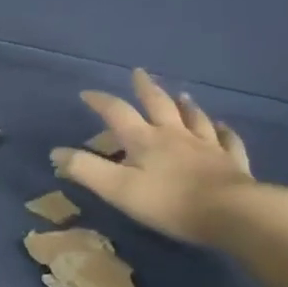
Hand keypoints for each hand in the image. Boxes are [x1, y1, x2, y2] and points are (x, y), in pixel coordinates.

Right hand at [51, 69, 254, 245]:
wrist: (231, 213)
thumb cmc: (169, 202)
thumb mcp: (117, 188)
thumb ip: (86, 169)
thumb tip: (56, 152)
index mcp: (145, 140)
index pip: (118, 112)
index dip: (101, 101)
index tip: (87, 93)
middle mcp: (176, 135)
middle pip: (159, 105)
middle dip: (146, 89)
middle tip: (139, 73)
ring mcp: (207, 147)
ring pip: (194, 118)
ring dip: (184, 105)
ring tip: (181, 95)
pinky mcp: (231, 163)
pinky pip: (228, 141)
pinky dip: (224, 131)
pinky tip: (223, 127)